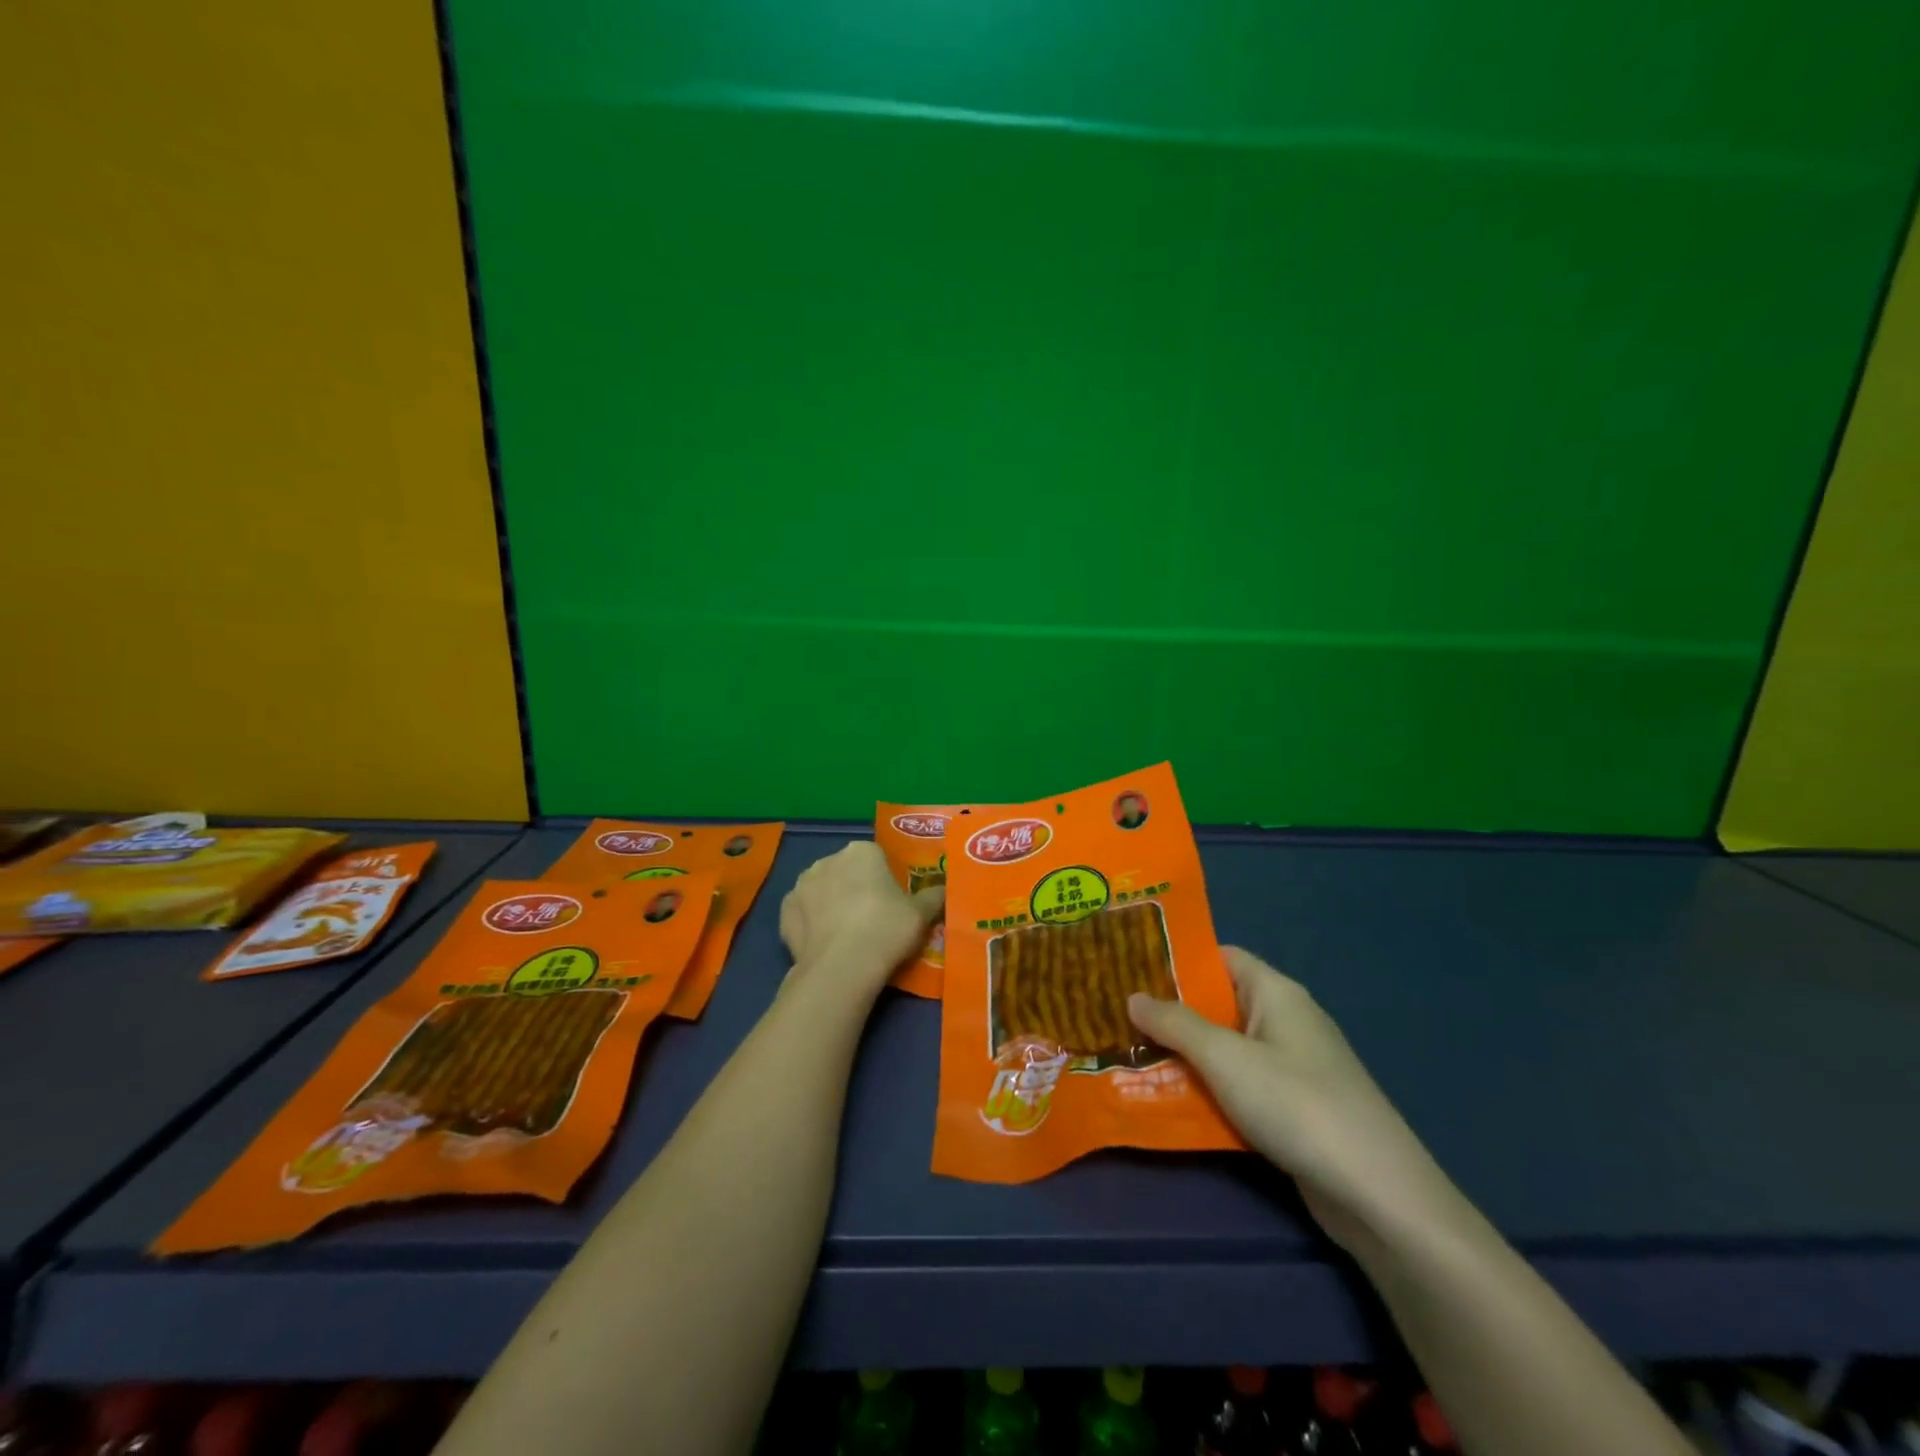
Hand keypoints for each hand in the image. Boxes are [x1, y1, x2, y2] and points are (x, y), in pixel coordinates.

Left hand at [779, 842, 942, 993]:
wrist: (842, 967)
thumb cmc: (887, 929)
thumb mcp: (922, 914)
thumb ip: (934, 897)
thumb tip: (945, 889)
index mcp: (862, 851)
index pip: (877, 857)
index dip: (885, 880)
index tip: (892, 903)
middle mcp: (828, 859)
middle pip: (847, 871)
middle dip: (856, 888)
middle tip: (873, 920)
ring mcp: (801, 884)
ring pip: (822, 890)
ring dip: (831, 904)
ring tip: (847, 936)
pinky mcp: (784, 912)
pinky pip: (803, 913)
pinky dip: (812, 924)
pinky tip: (825, 944)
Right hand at [1128, 947, 1458, 1254]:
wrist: (1378, 1195)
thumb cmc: (1297, 1104)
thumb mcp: (1225, 1058)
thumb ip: (1175, 1024)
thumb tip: (1133, 996)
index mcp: (1276, 993)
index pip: (1219, 957)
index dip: (1176, 960)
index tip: (1128, 968)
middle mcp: (1284, 1021)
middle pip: (1217, 1004)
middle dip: (1169, 1012)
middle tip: (1116, 1016)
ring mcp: (1291, 1067)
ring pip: (1224, 1049)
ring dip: (1184, 1056)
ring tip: (1129, 1056)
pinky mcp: (1293, 1109)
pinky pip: (1239, 1085)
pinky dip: (1207, 1089)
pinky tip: (1169, 1100)